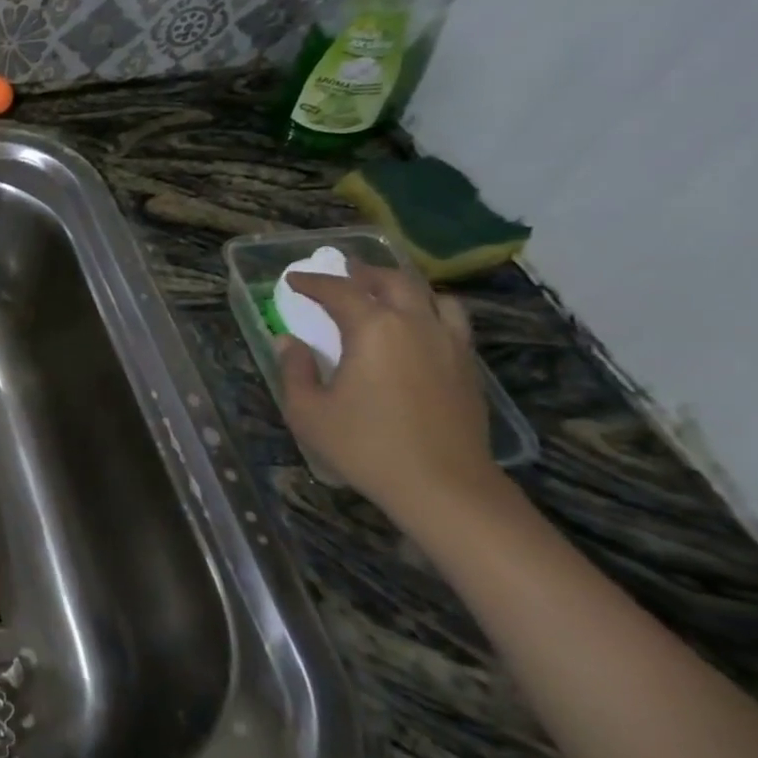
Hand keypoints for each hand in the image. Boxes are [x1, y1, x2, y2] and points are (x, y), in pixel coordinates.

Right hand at [276, 259, 498, 515]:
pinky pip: (452, 322)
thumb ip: (295, 370)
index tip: (294, 279)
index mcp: (374, 329)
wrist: (443, 486)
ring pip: (433, 297)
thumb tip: (289, 343)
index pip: (340, 292)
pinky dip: (430, 313)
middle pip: (393, 282)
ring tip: (387, 295)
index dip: (314, 282)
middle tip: (344, 272)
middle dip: (364, 273)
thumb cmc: (366, 446)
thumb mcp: (309, 412)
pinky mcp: (468, 368)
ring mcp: (450, 345)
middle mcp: (416, 325)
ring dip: (405, 288)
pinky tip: (417, 330)